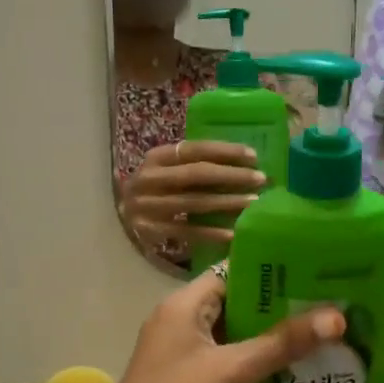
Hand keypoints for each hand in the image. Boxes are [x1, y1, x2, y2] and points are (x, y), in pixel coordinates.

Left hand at [76, 266, 342, 382]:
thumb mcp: (229, 373)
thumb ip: (281, 343)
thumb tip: (337, 316)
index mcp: (182, 306)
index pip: (234, 272)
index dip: (275, 272)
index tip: (321, 277)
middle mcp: (179, 323)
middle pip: (237, 303)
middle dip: (282, 308)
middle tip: (334, 310)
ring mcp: (182, 357)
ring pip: (235, 337)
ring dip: (273, 340)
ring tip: (327, 340)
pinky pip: (229, 365)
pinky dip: (258, 366)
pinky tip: (296, 376)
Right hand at [120, 141, 265, 252]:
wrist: (123, 214)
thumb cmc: (156, 187)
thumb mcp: (167, 169)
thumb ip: (193, 164)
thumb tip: (242, 163)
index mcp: (156, 157)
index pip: (194, 149)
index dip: (224, 151)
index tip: (253, 155)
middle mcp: (149, 179)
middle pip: (196, 175)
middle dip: (232, 176)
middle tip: (260, 179)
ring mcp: (148, 206)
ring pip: (194, 203)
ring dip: (227, 203)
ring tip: (253, 204)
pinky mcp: (151, 231)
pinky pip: (186, 231)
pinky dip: (211, 233)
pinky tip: (233, 233)